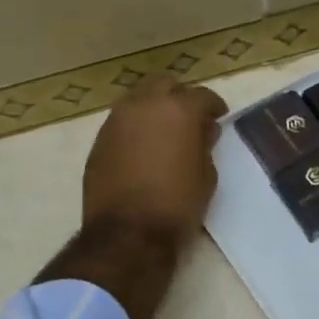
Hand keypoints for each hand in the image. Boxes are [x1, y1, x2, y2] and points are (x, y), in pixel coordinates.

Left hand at [81, 75, 227, 244]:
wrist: (127, 233)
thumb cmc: (177, 204)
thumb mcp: (206, 176)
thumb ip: (205, 145)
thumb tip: (202, 131)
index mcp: (178, 110)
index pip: (202, 96)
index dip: (213, 106)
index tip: (218, 117)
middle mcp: (144, 105)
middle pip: (165, 85)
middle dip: (180, 97)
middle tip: (190, 119)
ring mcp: (117, 120)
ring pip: (139, 99)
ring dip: (154, 108)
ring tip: (165, 132)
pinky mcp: (99, 139)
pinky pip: (122, 121)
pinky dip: (136, 126)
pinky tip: (143, 148)